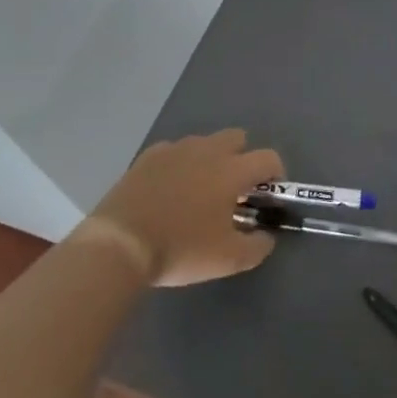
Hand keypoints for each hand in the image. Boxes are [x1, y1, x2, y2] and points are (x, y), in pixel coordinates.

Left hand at [87, 129, 283, 286]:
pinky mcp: (147, 157)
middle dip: (243, 157)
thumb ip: (257, 247)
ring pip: (204, 143)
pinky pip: (173, 152)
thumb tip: (266, 237)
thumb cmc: (181, 248)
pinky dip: (179, 165)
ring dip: (210, 160)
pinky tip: (169, 189)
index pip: (268, 158)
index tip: (269, 195)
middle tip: (235, 190)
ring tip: (199, 191)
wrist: (120, 244)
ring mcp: (175, 150)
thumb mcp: (228, 259)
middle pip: (237, 138)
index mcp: (232, 170)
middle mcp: (207, 151)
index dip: (276, 174)